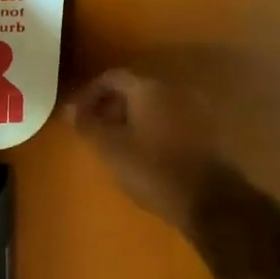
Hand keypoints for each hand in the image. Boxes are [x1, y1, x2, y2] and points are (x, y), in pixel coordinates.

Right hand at [65, 69, 217, 233]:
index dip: (89, 93)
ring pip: (153, 105)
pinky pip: (171, 119)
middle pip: (134, 90)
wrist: (210, 201)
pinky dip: (152, 128)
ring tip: (117, 144)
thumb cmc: (154, 169)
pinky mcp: (206, 130)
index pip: (112, 77)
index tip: (77, 115)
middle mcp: (174, 89)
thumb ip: (88, 124)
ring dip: (132, 118)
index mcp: (149, 88)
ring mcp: (194, 109)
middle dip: (110, 106)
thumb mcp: (111, 149)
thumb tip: (69, 109)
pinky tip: (145, 152)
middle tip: (94, 130)